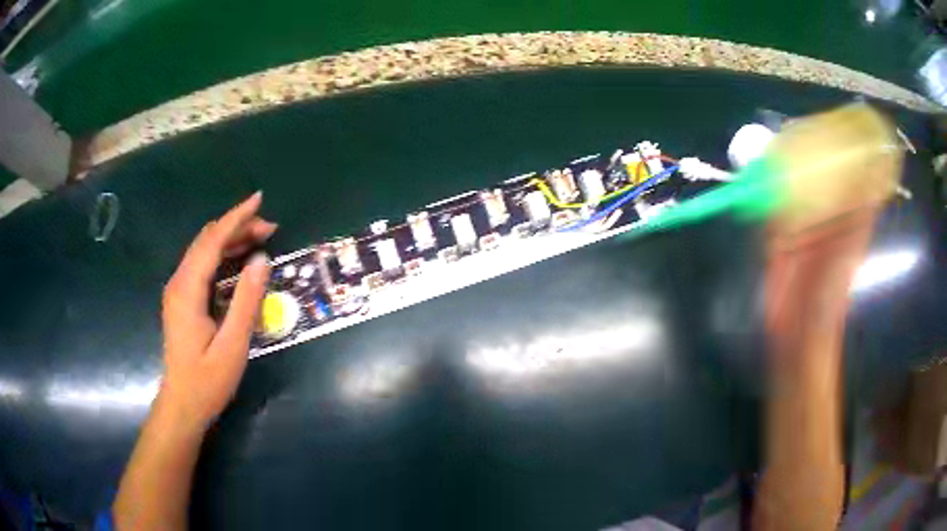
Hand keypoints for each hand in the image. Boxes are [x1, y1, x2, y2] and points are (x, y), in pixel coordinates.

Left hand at [159, 192, 275, 430]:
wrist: (183, 404)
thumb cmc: (207, 380)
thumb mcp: (233, 344)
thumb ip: (246, 301)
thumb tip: (262, 259)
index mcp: (188, 289)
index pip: (212, 241)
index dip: (236, 217)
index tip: (260, 199)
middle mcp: (179, 282)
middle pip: (207, 240)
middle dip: (237, 226)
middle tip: (270, 228)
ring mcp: (178, 290)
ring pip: (204, 251)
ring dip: (230, 239)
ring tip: (261, 238)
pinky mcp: (182, 300)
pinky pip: (202, 265)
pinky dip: (222, 254)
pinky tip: (238, 259)